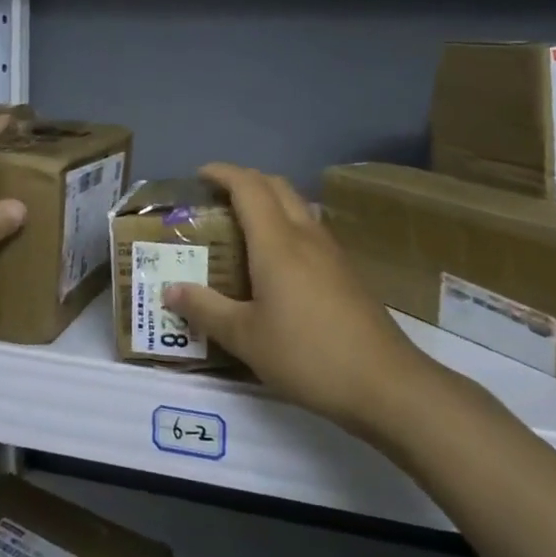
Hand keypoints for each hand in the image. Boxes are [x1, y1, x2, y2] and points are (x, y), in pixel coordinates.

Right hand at [163, 164, 428, 431]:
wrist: (385, 383)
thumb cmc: (307, 354)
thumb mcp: (245, 337)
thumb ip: (205, 309)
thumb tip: (170, 290)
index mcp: (277, 242)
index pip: (248, 187)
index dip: (223, 173)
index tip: (199, 175)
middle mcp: (305, 236)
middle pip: (276, 186)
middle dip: (245, 181)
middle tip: (217, 198)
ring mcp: (331, 252)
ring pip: (297, 206)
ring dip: (269, 202)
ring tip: (243, 226)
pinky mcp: (347, 272)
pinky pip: (310, 229)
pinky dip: (286, 226)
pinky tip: (277, 262)